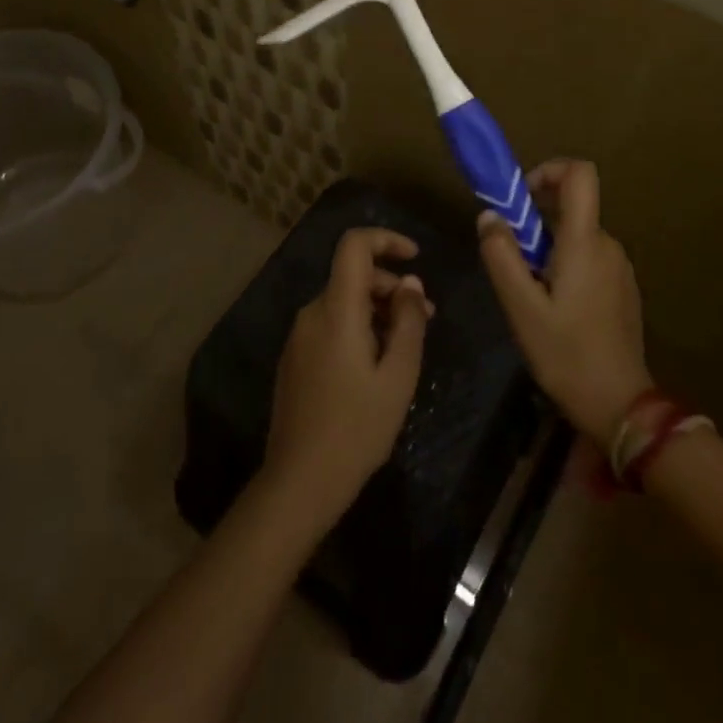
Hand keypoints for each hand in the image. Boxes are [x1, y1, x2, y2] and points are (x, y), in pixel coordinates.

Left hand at [261, 228, 432, 532]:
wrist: (298, 483)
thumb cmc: (356, 429)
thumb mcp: (398, 376)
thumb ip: (408, 322)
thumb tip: (410, 284)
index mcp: (336, 310)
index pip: (354, 245)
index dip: (386, 239)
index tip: (415, 256)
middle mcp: (312, 313)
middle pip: (352, 275)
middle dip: (391, 286)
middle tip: (427, 318)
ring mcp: (299, 336)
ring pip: (343, 302)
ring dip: (377, 310)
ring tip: (407, 345)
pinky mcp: (295, 358)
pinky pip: (330, 324)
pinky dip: (358, 327)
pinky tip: (377, 364)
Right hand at [478, 160, 652, 441]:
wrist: (620, 405)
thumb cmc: (566, 354)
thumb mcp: (521, 308)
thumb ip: (502, 256)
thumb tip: (489, 215)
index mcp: (585, 241)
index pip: (580, 174)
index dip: (549, 170)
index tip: (521, 198)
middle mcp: (608, 244)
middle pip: (572, 207)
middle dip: (536, 222)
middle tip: (513, 262)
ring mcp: (619, 267)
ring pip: (577, 236)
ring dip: (549, 248)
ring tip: (531, 293)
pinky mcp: (623, 287)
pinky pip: (590, 258)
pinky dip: (566, 266)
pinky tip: (555, 308)